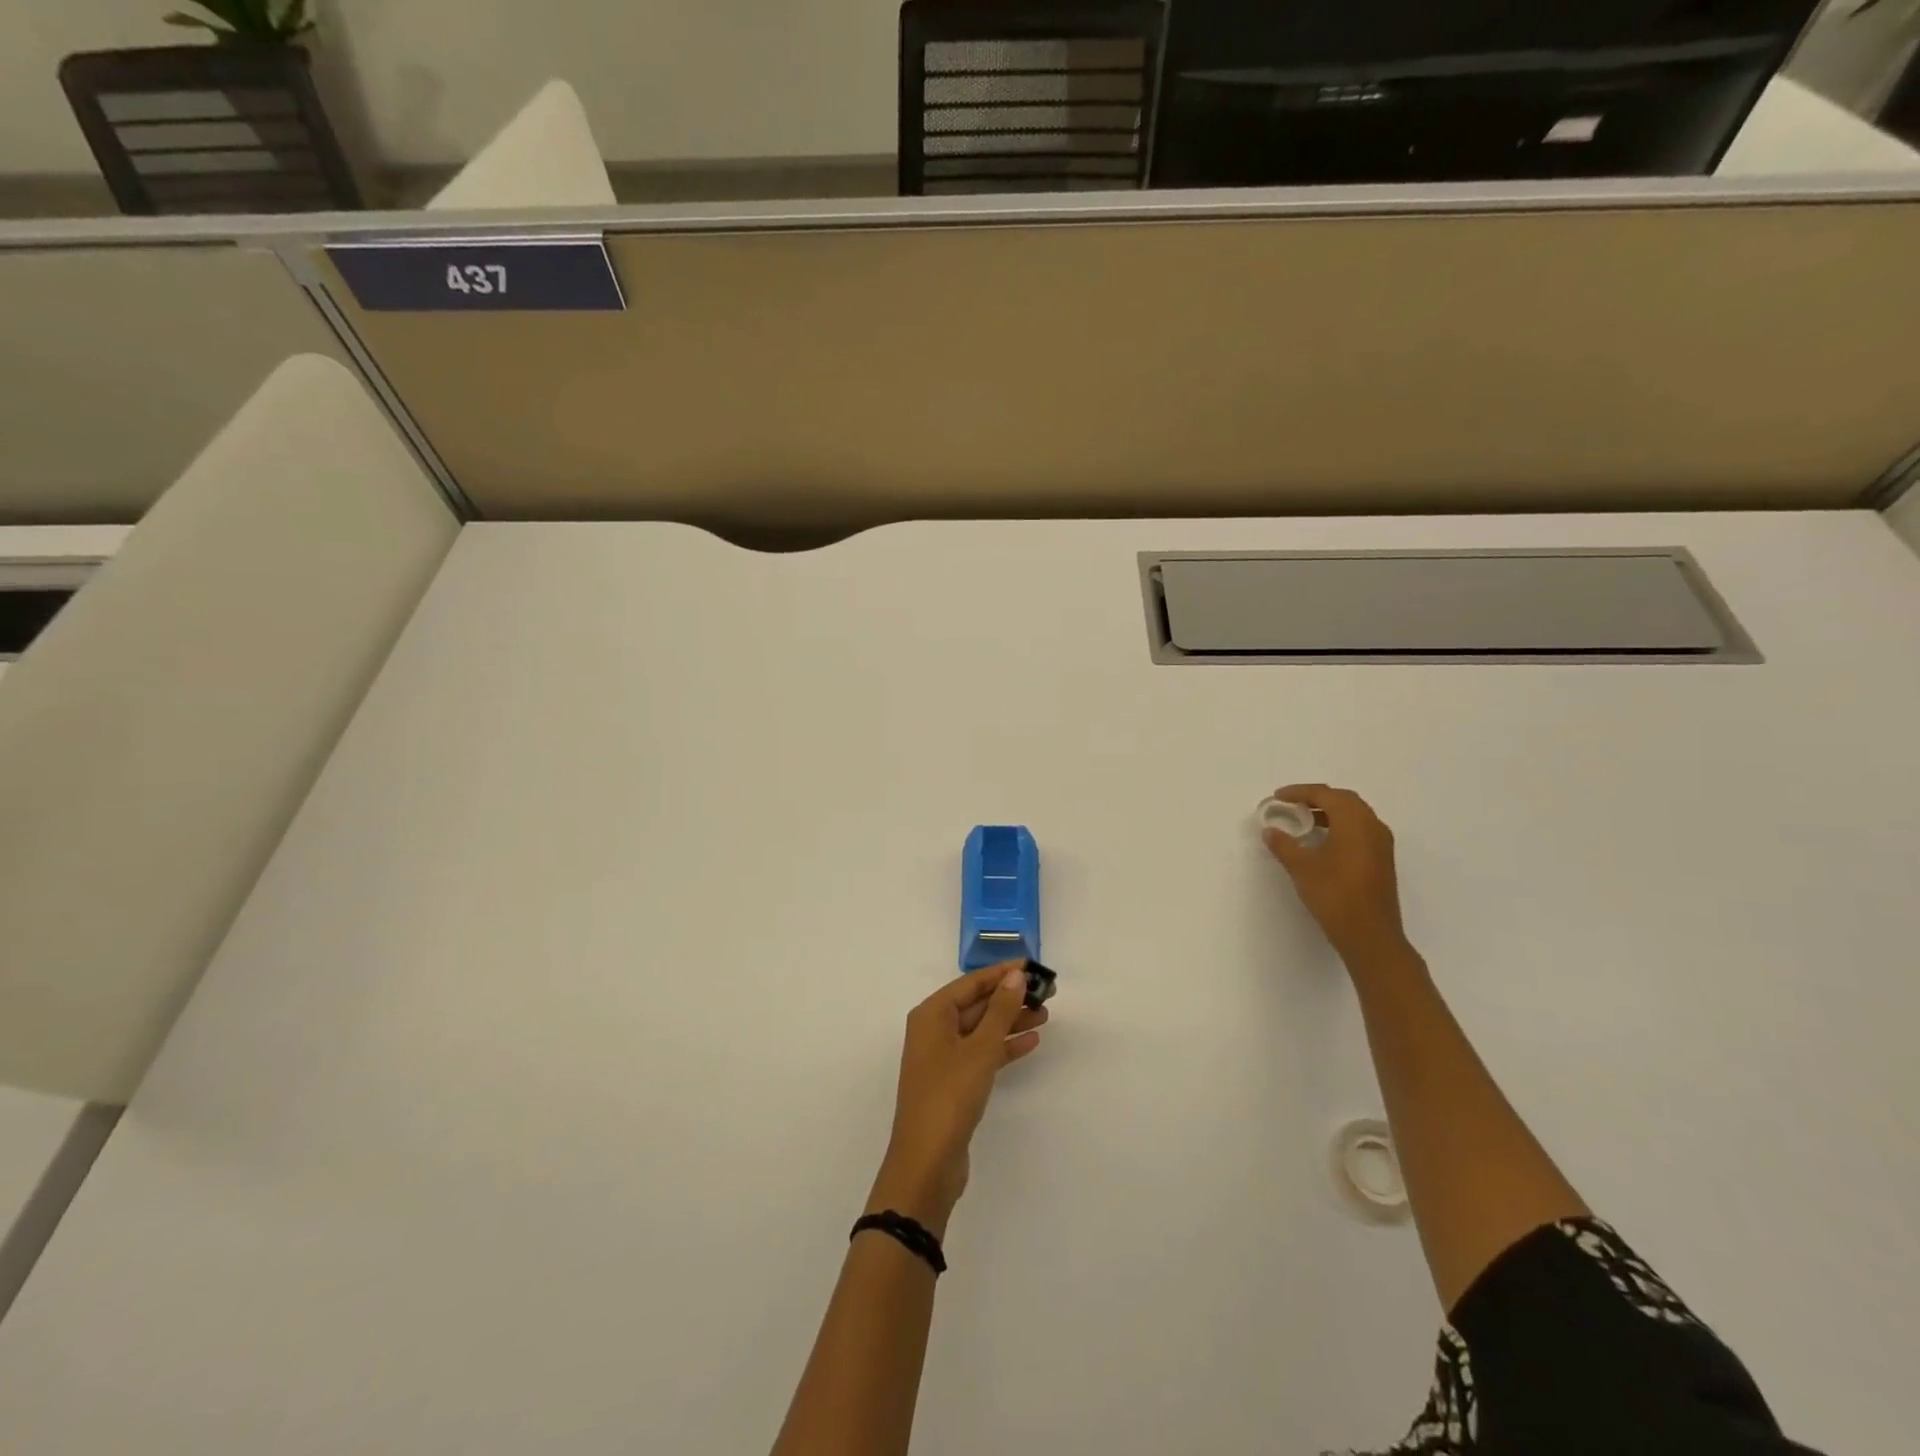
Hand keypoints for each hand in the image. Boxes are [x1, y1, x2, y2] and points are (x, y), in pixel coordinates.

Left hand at [867, 962, 1046, 1237]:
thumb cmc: (949, 1096)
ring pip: (982, 1029)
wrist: (927, 1162)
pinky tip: (1031, 1041)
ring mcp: (943, 1057)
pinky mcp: (954, 1081)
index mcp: (932, 1014)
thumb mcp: (979, 1049)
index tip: (1031, 966)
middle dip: (1009, 997)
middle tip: (1046, 993)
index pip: (971, 983)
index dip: (1001, 973)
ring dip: (1010, 1021)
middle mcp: (934, 1030)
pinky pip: (983, 1053)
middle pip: (976, 1004)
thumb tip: (1016, 976)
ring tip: (1045, 1014)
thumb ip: (1000, 1010)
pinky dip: (1004, 1046)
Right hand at [1262, 784, 1411, 965]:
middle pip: (1344, 800)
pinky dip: (1340, 826)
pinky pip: (1360, 830)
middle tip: (1291, 804)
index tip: (1277, 797)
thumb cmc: (1335, 895)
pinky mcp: (1382, 860)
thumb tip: (1270, 831)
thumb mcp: (1302, 867)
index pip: (1326, 795)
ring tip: (1303, 821)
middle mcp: (1373, 826)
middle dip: (1316, 798)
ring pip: (1354, 815)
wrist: (1370, 935)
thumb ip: (1284, 845)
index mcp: (1354, 822)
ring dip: (1329, 812)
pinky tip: (1322, 841)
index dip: (1299, 792)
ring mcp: (1381, 844)